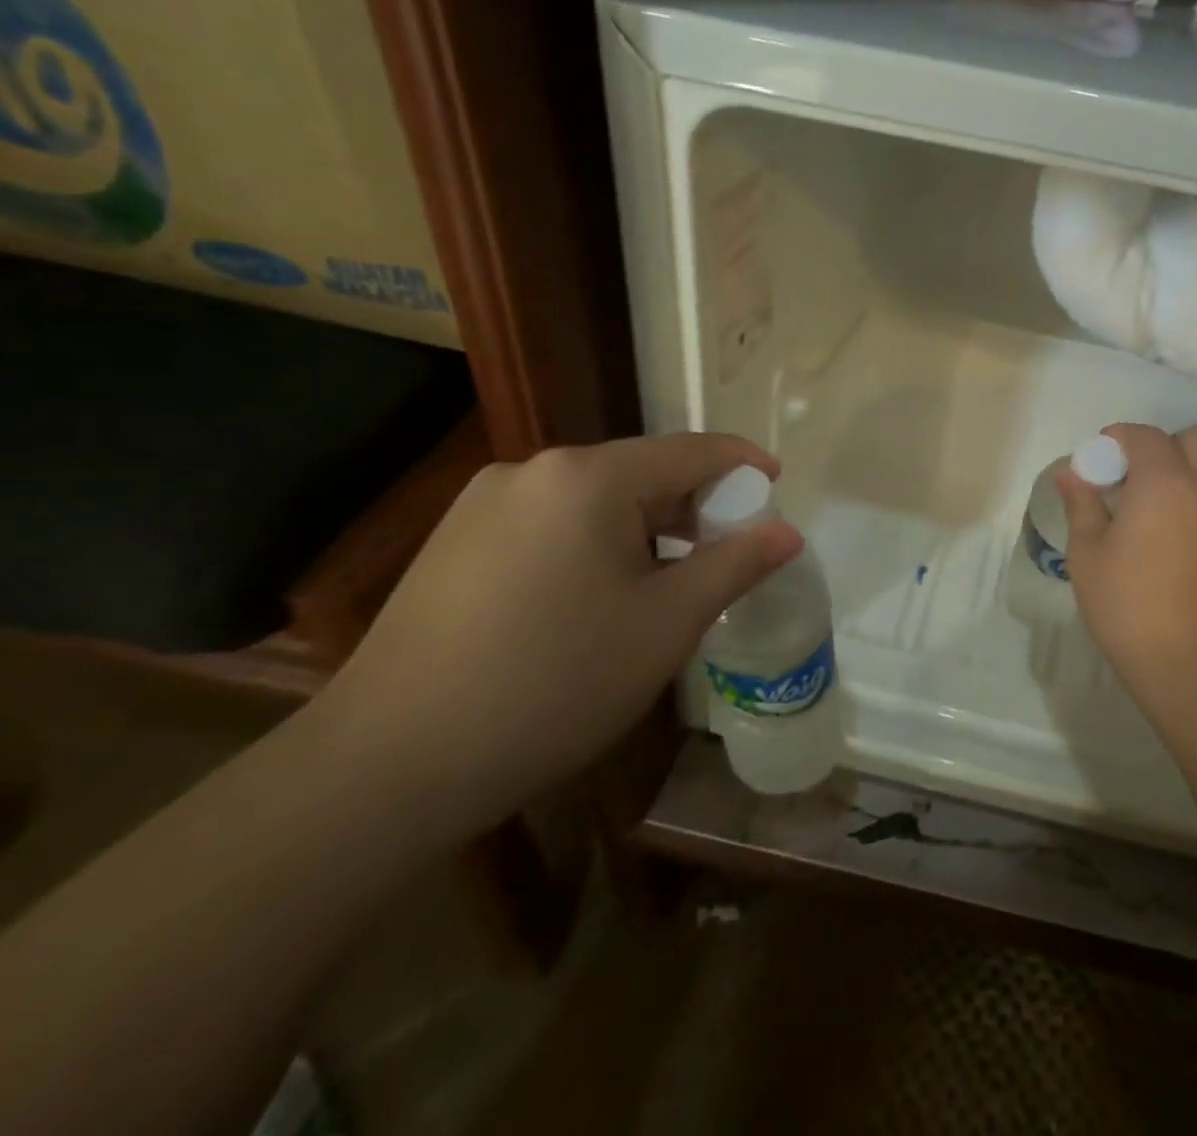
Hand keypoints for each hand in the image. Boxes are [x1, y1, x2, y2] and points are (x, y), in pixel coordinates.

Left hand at [312, 434, 801, 838]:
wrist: (388, 766)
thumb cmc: (553, 684)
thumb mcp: (666, 625)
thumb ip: (734, 565)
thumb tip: (787, 532)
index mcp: (587, 477)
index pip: (690, 451)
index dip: (742, 465)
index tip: (777, 485)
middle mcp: (532, 470)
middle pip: (640, 472)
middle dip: (693, 506)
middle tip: (728, 551)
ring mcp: (484, 503)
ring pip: (594, 499)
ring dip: (644, 528)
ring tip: (667, 582)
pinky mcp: (455, 540)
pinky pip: (551, 522)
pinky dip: (595, 543)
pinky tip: (596, 597)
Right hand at [1059, 424, 1196, 711]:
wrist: (1192, 664)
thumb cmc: (1128, 603)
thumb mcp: (1088, 553)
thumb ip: (1081, 504)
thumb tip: (1070, 473)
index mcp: (1164, 483)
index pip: (1146, 435)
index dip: (1118, 437)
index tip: (1096, 458)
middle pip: (1194, 439)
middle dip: (1160, 445)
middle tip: (1128, 476)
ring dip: (1176, 473)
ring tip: (1140, 511)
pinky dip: (1189, 501)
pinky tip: (1162, 539)